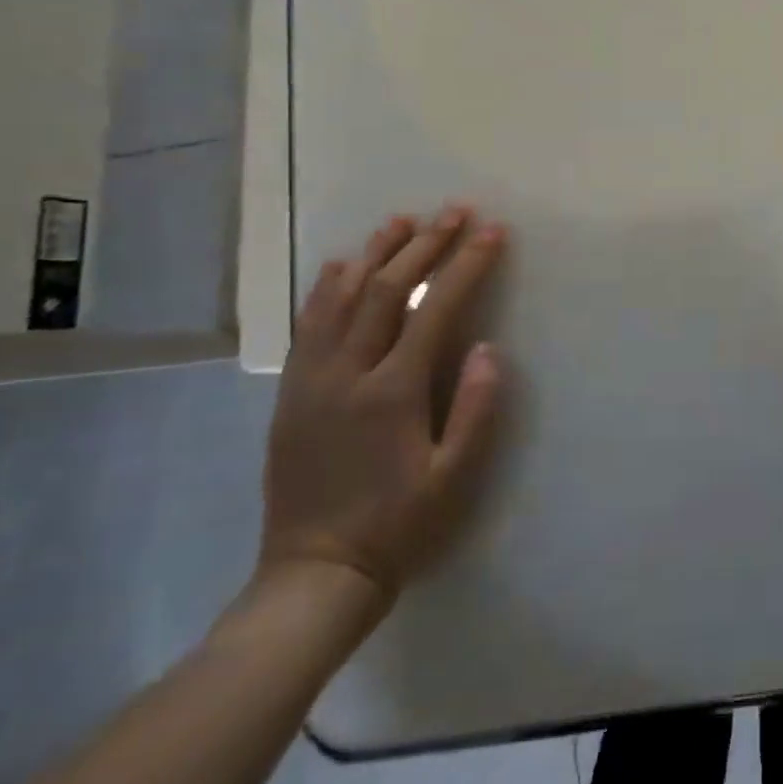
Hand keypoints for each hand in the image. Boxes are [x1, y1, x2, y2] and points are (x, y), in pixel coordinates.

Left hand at [259, 205, 506, 605]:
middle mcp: (347, 374)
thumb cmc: (397, 524)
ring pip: (340, 298)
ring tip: (403, 221)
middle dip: (425, 245)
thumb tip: (488, 347)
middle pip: (386, 290)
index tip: (491, 231)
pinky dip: (327, 287)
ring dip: (375, 254)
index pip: (435, 310)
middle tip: (454, 211)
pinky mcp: (291, 393)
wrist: (315, 573)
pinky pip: (308, 325)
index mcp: (392, 392)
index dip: (466, 265)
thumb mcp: (453, 476)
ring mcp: (312, 380)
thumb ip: (475, 408)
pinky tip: (342, 264)